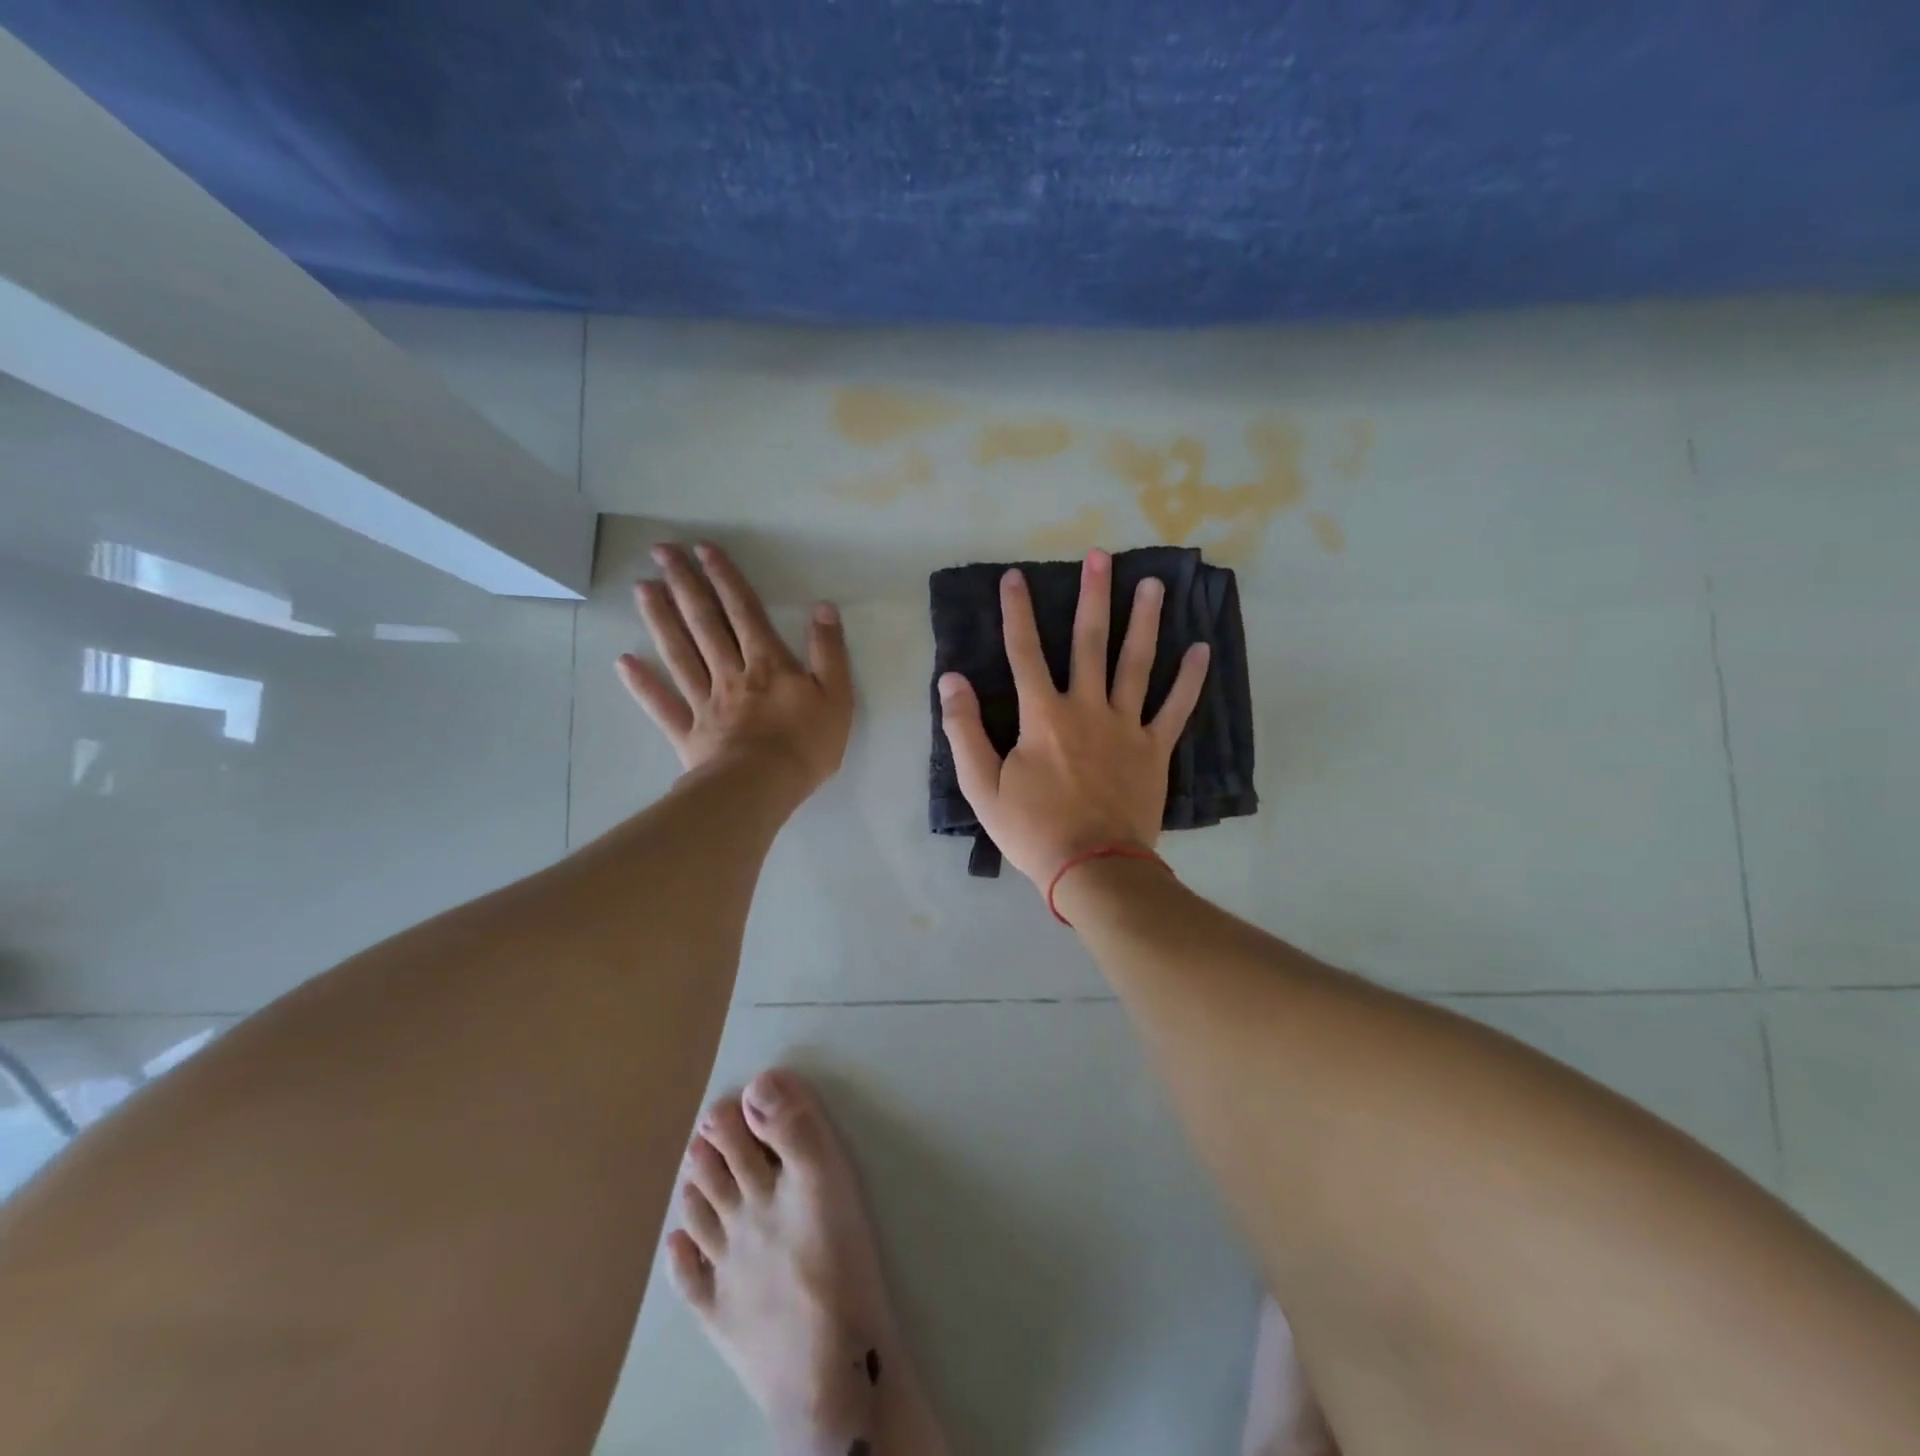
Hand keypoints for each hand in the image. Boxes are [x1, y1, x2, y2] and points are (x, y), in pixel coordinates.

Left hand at [618, 543, 853, 797]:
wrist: (763, 787)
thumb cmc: (806, 744)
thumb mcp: (836, 696)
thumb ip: (829, 651)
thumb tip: (823, 608)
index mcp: (768, 664)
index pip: (744, 612)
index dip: (725, 579)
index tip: (703, 549)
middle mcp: (731, 673)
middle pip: (704, 623)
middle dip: (684, 584)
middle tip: (661, 551)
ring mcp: (705, 702)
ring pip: (679, 654)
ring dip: (660, 619)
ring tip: (642, 588)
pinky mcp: (689, 732)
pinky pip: (663, 705)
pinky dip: (643, 684)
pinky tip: (624, 661)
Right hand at [937, 550, 1209, 889]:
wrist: (1092, 867)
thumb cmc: (1032, 829)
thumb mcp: (981, 786)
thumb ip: (964, 730)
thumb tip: (951, 680)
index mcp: (1042, 716)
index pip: (1024, 652)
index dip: (1017, 612)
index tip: (1014, 577)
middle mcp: (1086, 708)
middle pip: (1090, 643)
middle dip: (1093, 596)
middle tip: (1100, 556)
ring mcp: (1126, 727)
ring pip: (1136, 663)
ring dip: (1144, 621)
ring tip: (1153, 584)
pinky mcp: (1154, 750)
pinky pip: (1175, 708)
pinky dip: (1189, 679)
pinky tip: (1202, 649)